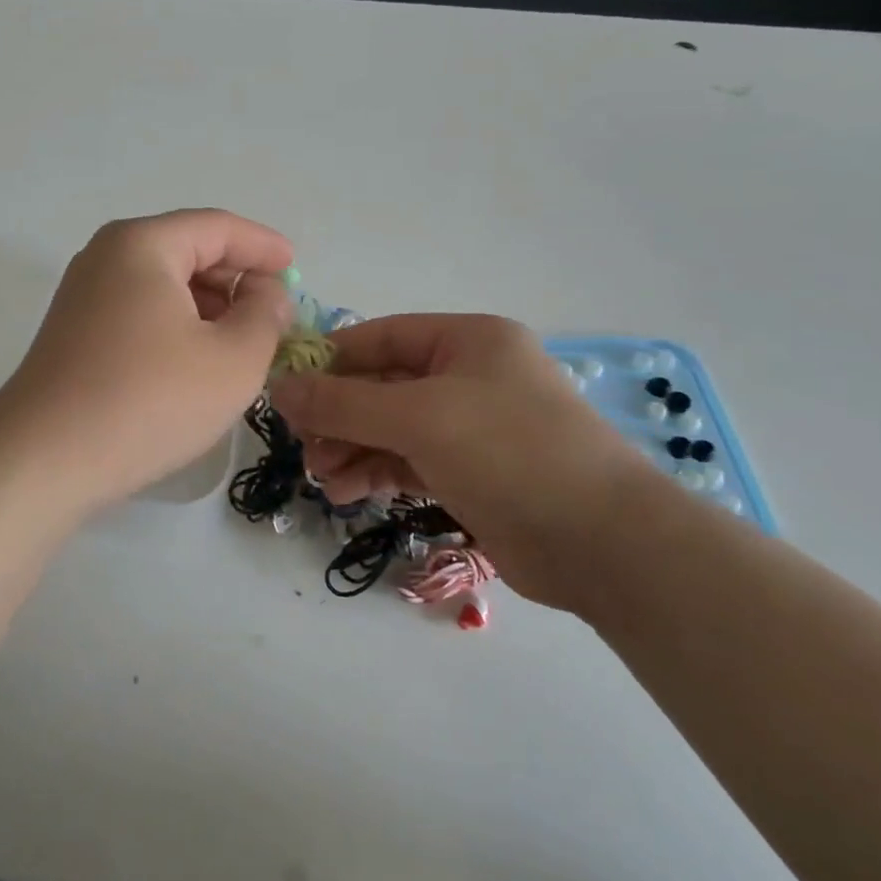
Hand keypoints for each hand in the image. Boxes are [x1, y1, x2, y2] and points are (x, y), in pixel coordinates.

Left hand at [0, 210, 294, 512]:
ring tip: (242, 343)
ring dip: (208, 306)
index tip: (296, 269)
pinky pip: (140, 311)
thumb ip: (265, 316)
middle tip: (273, 314)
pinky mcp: (74, 333)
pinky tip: (196, 362)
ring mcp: (83, 295)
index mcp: (143, 244)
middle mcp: (106, 257)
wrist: (45, 460)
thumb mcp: (233, 359)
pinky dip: (177, 325)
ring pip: (163, 284)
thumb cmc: (150, 400)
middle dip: (236, 278)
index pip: (217, 227)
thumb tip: (267, 294)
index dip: (263, 246)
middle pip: (187, 250)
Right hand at [270, 315, 667, 611]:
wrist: (603, 542)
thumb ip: (343, 403)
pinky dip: (374, 473)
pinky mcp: (469, 472)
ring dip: (350, 448)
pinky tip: (344, 493)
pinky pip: (406, 461)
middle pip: (381, 385)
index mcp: (466, 340)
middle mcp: (467, 376)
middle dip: (337, 415)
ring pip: (390, 428)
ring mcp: (470, 426)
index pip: (379, 337)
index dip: (329, 360)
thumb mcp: (419, 418)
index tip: (284, 389)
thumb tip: (277, 388)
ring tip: (320, 477)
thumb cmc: (509, 452)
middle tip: (300, 445)